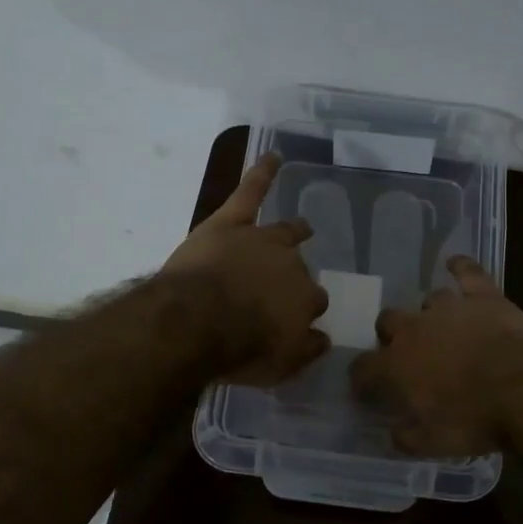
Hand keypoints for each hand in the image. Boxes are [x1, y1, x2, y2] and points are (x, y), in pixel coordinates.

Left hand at [162, 154, 330, 384]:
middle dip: (294, 276)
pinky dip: (262, 172)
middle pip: (299, 268)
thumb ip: (306, 350)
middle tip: (283, 287)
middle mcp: (291, 265)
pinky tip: (274, 156)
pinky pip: (251, 191)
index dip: (304, 309)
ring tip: (302, 226)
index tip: (296, 319)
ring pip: (284, 232)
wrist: (198, 322)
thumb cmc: (239, 350)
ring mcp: (261, 239)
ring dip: (294, 230)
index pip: (313, 301)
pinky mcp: (231, 222)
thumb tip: (324, 338)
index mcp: (305, 299)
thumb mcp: (281, 366)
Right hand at [350, 256, 522, 456]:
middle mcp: (414, 329)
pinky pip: (466, 271)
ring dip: (430, 314)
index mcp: (395, 365)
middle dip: (391, 335)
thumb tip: (394, 433)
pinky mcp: (482, 295)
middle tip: (408, 355)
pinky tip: (455, 263)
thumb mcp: (434, 444)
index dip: (361, 379)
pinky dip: (460, 267)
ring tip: (444, 328)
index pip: (363, 368)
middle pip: (387, 321)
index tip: (366, 389)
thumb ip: (406, 438)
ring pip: (427, 300)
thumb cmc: (475, 420)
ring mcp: (448, 307)